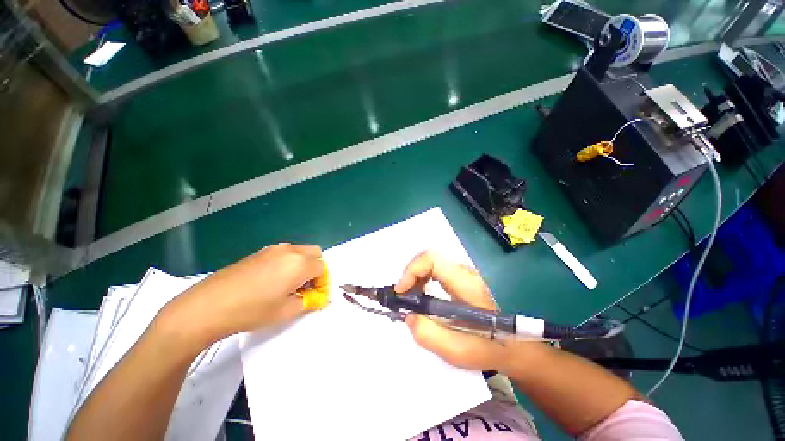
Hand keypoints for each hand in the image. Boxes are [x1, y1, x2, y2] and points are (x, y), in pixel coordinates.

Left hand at [169, 244, 324, 343]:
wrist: (208, 305)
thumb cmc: (252, 310)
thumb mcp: (286, 311)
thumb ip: (307, 301)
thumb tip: (315, 297)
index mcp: (300, 263)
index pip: (322, 267)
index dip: (322, 283)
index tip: (315, 296)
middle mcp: (290, 251)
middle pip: (315, 252)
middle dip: (316, 268)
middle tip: (307, 287)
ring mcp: (273, 249)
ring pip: (300, 251)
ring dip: (303, 264)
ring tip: (290, 284)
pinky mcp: (259, 252)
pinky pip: (284, 253)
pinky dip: (289, 262)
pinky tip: (273, 280)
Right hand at [395, 251, 507, 370]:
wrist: (516, 346)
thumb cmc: (490, 348)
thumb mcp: (458, 351)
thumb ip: (428, 335)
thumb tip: (409, 316)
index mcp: (466, 284)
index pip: (433, 259)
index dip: (412, 270)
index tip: (401, 291)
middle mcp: (465, 272)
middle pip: (430, 259)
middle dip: (411, 275)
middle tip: (403, 297)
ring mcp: (463, 274)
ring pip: (431, 264)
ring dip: (415, 278)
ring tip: (410, 299)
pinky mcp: (461, 279)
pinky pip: (436, 271)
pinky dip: (423, 281)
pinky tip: (422, 298)